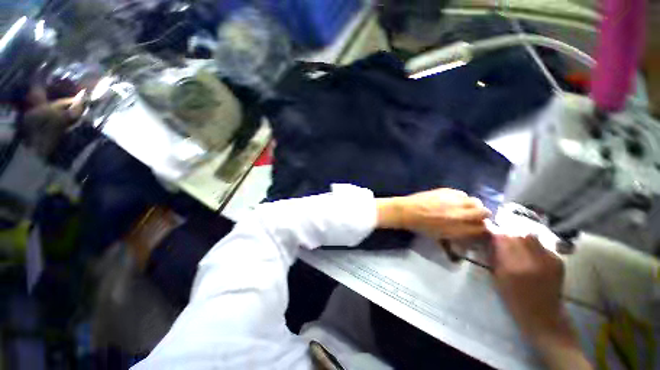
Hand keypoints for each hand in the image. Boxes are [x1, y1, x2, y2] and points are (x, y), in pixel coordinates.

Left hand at [376, 188, 490, 239]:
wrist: (407, 211)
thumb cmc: (422, 226)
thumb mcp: (442, 235)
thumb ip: (460, 232)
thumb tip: (473, 230)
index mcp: (457, 227)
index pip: (482, 228)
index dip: (483, 227)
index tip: (480, 227)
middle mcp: (459, 213)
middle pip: (484, 211)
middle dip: (483, 214)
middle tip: (474, 216)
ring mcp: (453, 200)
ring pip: (474, 200)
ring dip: (472, 205)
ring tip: (464, 207)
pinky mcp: (445, 190)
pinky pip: (461, 193)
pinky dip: (461, 197)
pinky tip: (453, 200)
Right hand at [491, 235, 565, 338]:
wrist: (544, 315)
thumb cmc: (514, 299)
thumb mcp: (497, 278)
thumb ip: (493, 256)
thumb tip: (488, 239)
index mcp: (513, 268)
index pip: (502, 239)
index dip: (494, 234)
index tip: (489, 233)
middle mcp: (533, 261)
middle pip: (517, 235)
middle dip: (507, 235)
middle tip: (502, 239)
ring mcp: (548, 261)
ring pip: (530, 237)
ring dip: (520, 238)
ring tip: (516, 244)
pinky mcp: (558, 261)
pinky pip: (541, 245)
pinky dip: (532, 245)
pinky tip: (530, 254)